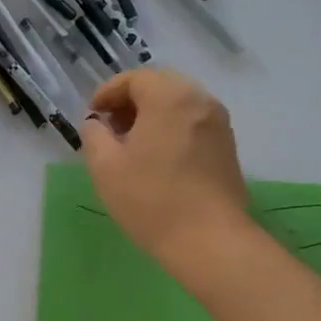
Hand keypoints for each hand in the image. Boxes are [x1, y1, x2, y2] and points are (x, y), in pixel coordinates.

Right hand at [81, 69, 250, 272]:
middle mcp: (200, 100)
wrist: (209, 241)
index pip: (134, 79)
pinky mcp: (227, 147)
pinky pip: (192, 124)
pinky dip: (171, 129)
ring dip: (152, 116)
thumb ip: (94, 136)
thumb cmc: (150, 200)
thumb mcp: (105, 167)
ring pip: (178, 105)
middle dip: (131, 102)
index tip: (92, 116)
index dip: (107, 93)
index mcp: (169, 97)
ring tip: (131, 146)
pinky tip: (157, 159)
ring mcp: (219, 123)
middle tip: (110, 128)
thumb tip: (97, 124)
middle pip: (160, 86)